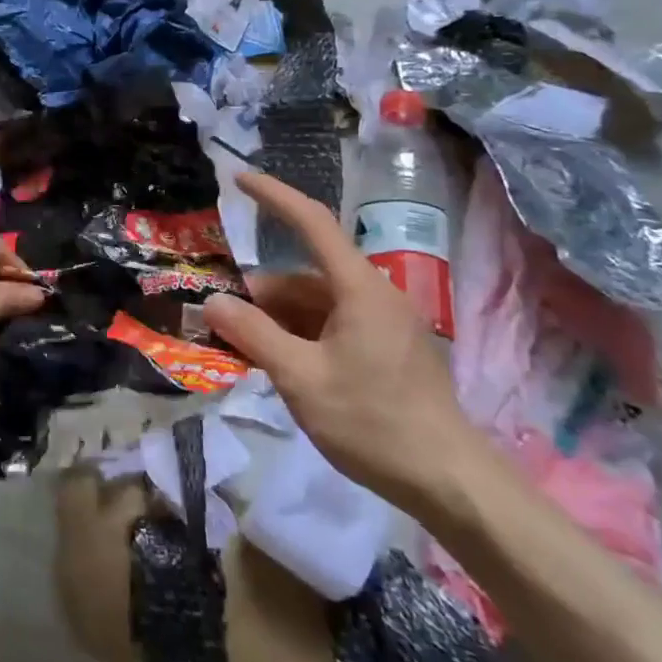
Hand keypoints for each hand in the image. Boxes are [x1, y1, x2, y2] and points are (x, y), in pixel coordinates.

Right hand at [202, 172, 480, 507]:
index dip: (274, 196)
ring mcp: (382, 324)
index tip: (239, 179)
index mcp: (359, 288)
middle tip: (219, 317)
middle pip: (305, 277)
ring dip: (277, 319)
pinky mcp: (385, 350)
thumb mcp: (301, 378)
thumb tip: (213, 301)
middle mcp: (373, 294)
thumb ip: (253, 335)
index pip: (312, 222)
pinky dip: (299, 336)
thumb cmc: (373, 422)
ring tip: (240, 346)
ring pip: (316, 305)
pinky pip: (331, 327)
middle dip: (261, 293)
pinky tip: (276, 363)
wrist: (449, 482)